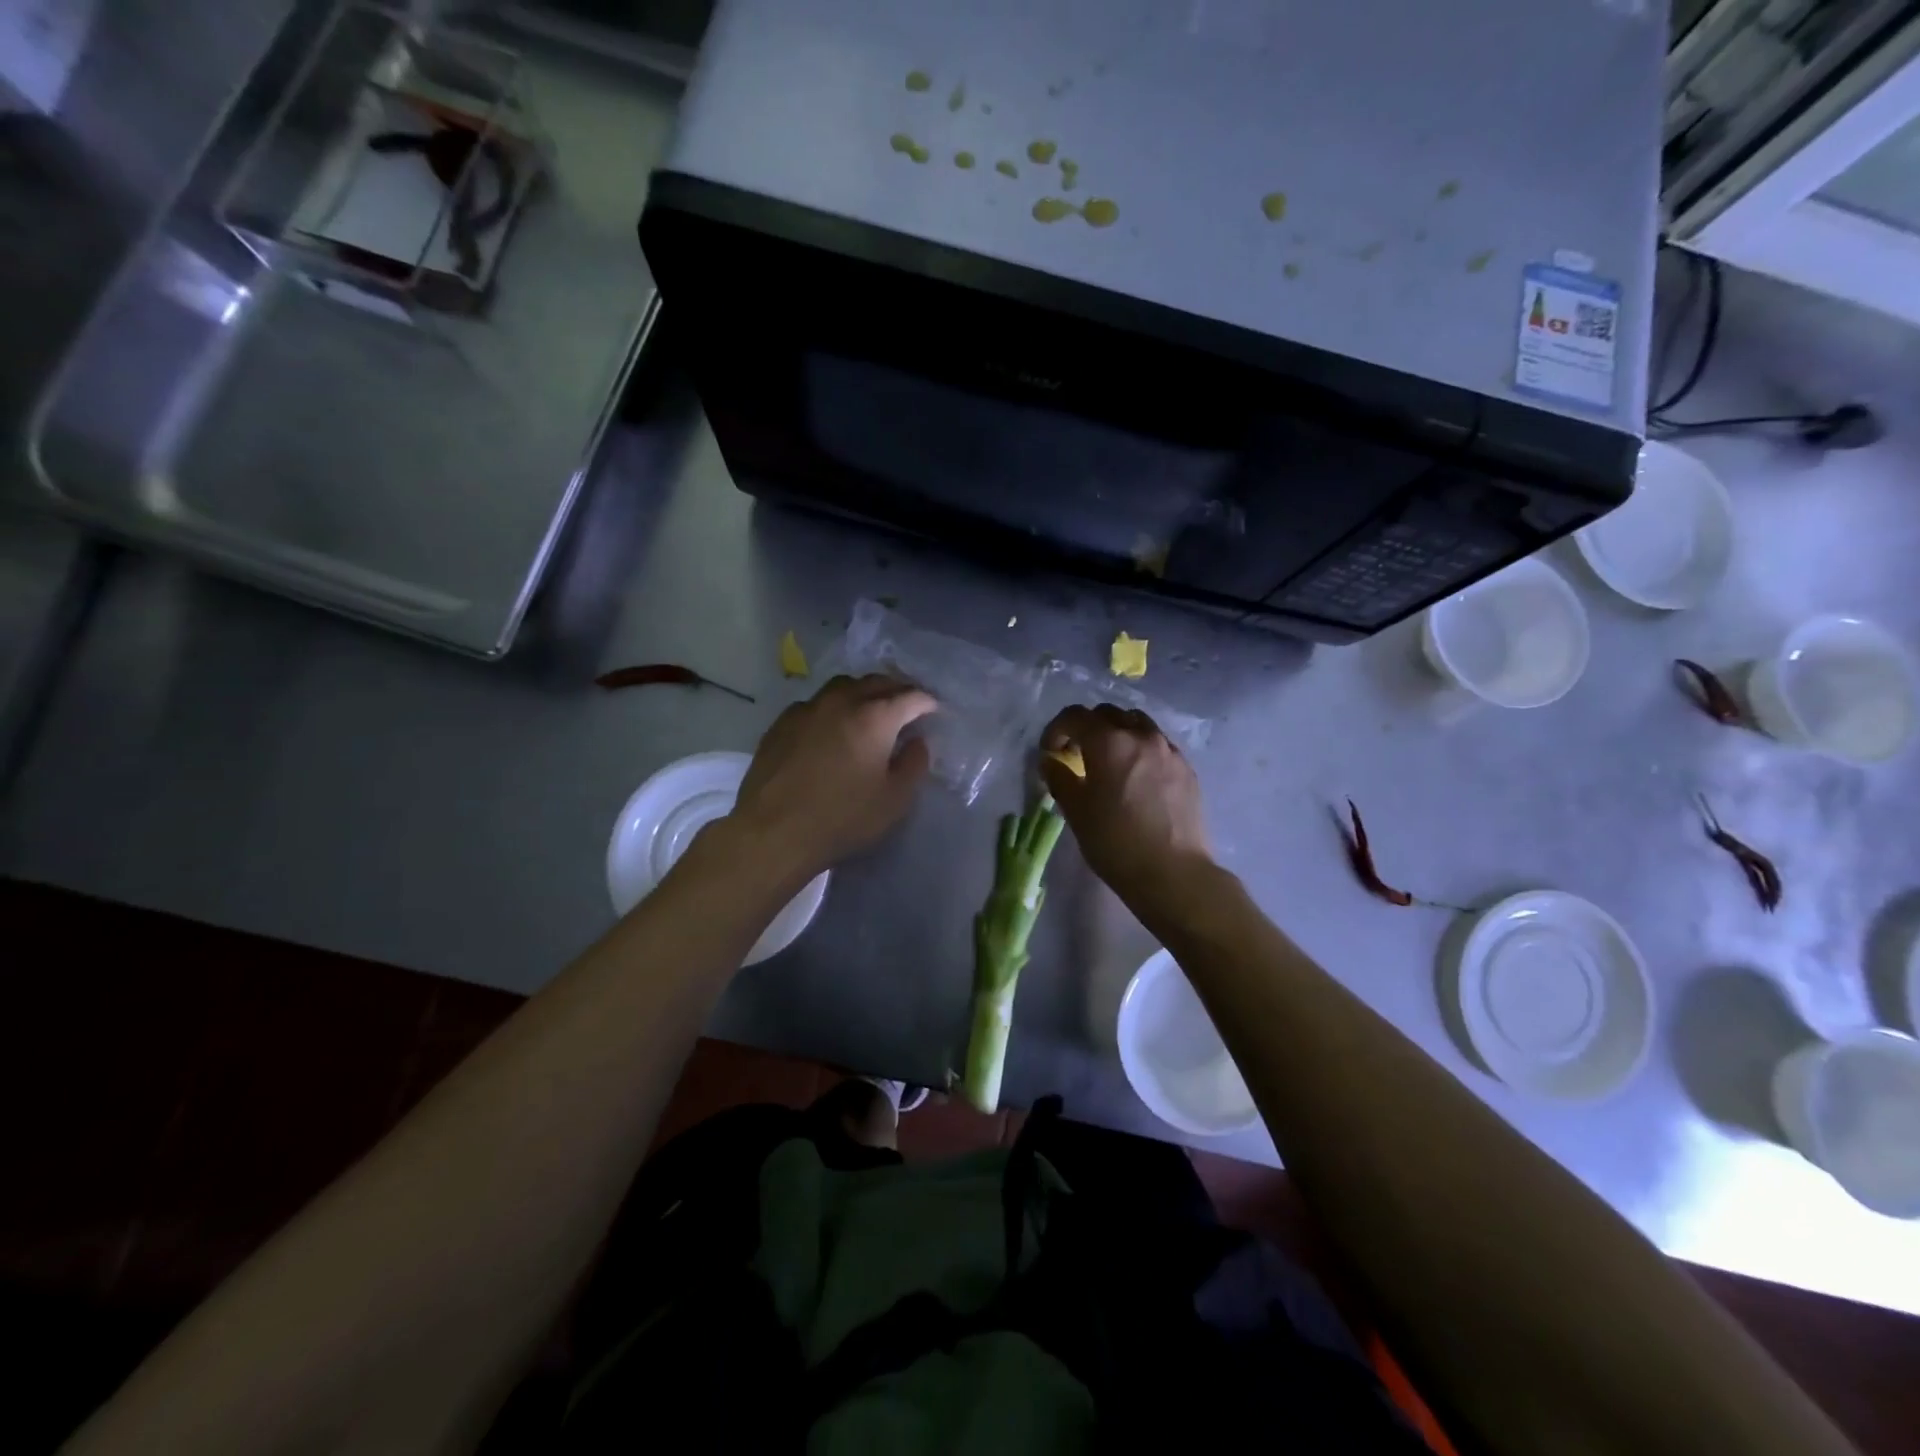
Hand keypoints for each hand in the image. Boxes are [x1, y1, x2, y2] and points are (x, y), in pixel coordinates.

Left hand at [726, 674, 936, 885]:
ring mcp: (807, 708)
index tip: (935, 711)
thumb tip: (918, 742)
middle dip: (897, 690)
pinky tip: (831, 728)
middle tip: (907, 706)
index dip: (928, 702)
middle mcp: (841, 701)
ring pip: (843, 686)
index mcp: (875, 716)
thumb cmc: (842, 818)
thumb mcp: (894, 800)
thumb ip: (914, 765)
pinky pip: (815, 704)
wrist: (773, 831)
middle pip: (876, 682)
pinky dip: (833, 708)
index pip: (911, 696)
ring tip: (870, 710)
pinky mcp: (781, 722)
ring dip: (863, 693)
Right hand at [1039, 704, 1213, 906]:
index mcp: (1109, 742)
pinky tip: (1137, 778)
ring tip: (1110, 761)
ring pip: (1137, 724)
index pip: (1075, 716)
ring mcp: (1168, 750)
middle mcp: (1140, 736)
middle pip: (1108, 714)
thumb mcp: (1076, 811)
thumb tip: (1050, 761)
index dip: (1056, 729)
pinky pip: (1158, 745)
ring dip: (1117, 733)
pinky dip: (1141, 749)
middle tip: (1077, 754)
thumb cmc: (1115, 842)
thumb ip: (1059, 778)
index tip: (1050, 751)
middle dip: (1087, 727)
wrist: (1173, 873)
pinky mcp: (1186, 769)